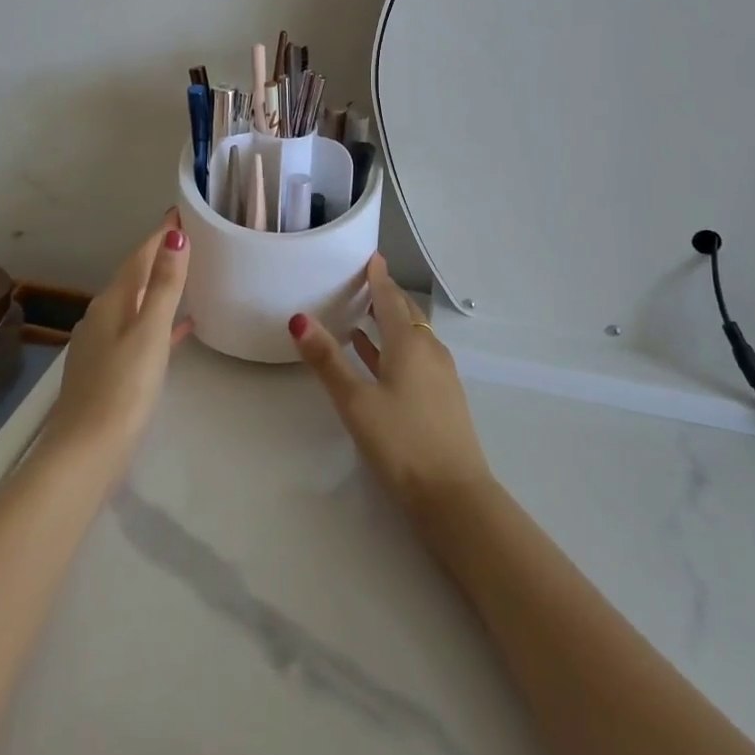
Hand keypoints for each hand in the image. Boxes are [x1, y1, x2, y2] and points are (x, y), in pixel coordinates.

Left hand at [43, 210, 193, 479]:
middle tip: (189, 238)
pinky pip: (138, 330)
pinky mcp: (107, 369)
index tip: (180, 212)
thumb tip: (175, 236)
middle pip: (134, 276)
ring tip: (187, 276)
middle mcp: (102, 316)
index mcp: (112, 302)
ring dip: (158, 287)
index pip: (139, 256)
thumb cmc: (123, 389)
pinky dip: (158, 321)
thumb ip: (164, 285)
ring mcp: (102, 344)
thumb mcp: (150, 332)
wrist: (85, 454)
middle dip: (159, 256)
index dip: (160, 235)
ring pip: (136, 303)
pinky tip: (179, 329)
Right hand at [288, 254, 492, 521]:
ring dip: (390, 322)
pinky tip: (379, 360)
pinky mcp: (443, 398)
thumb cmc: (402, 443)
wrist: (455, 497)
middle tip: (363, 282)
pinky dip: (396, 348)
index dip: (378, 277)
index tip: (370, 257)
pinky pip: (416, 357)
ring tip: (363, 315)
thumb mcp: (356, 402)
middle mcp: (429, 350)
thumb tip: (299, 319)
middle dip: (386, 295)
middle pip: (405, 313)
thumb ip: (327, 361)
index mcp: (409, 343)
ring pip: (412, 336)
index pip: (391, 298)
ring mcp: (440, 375)